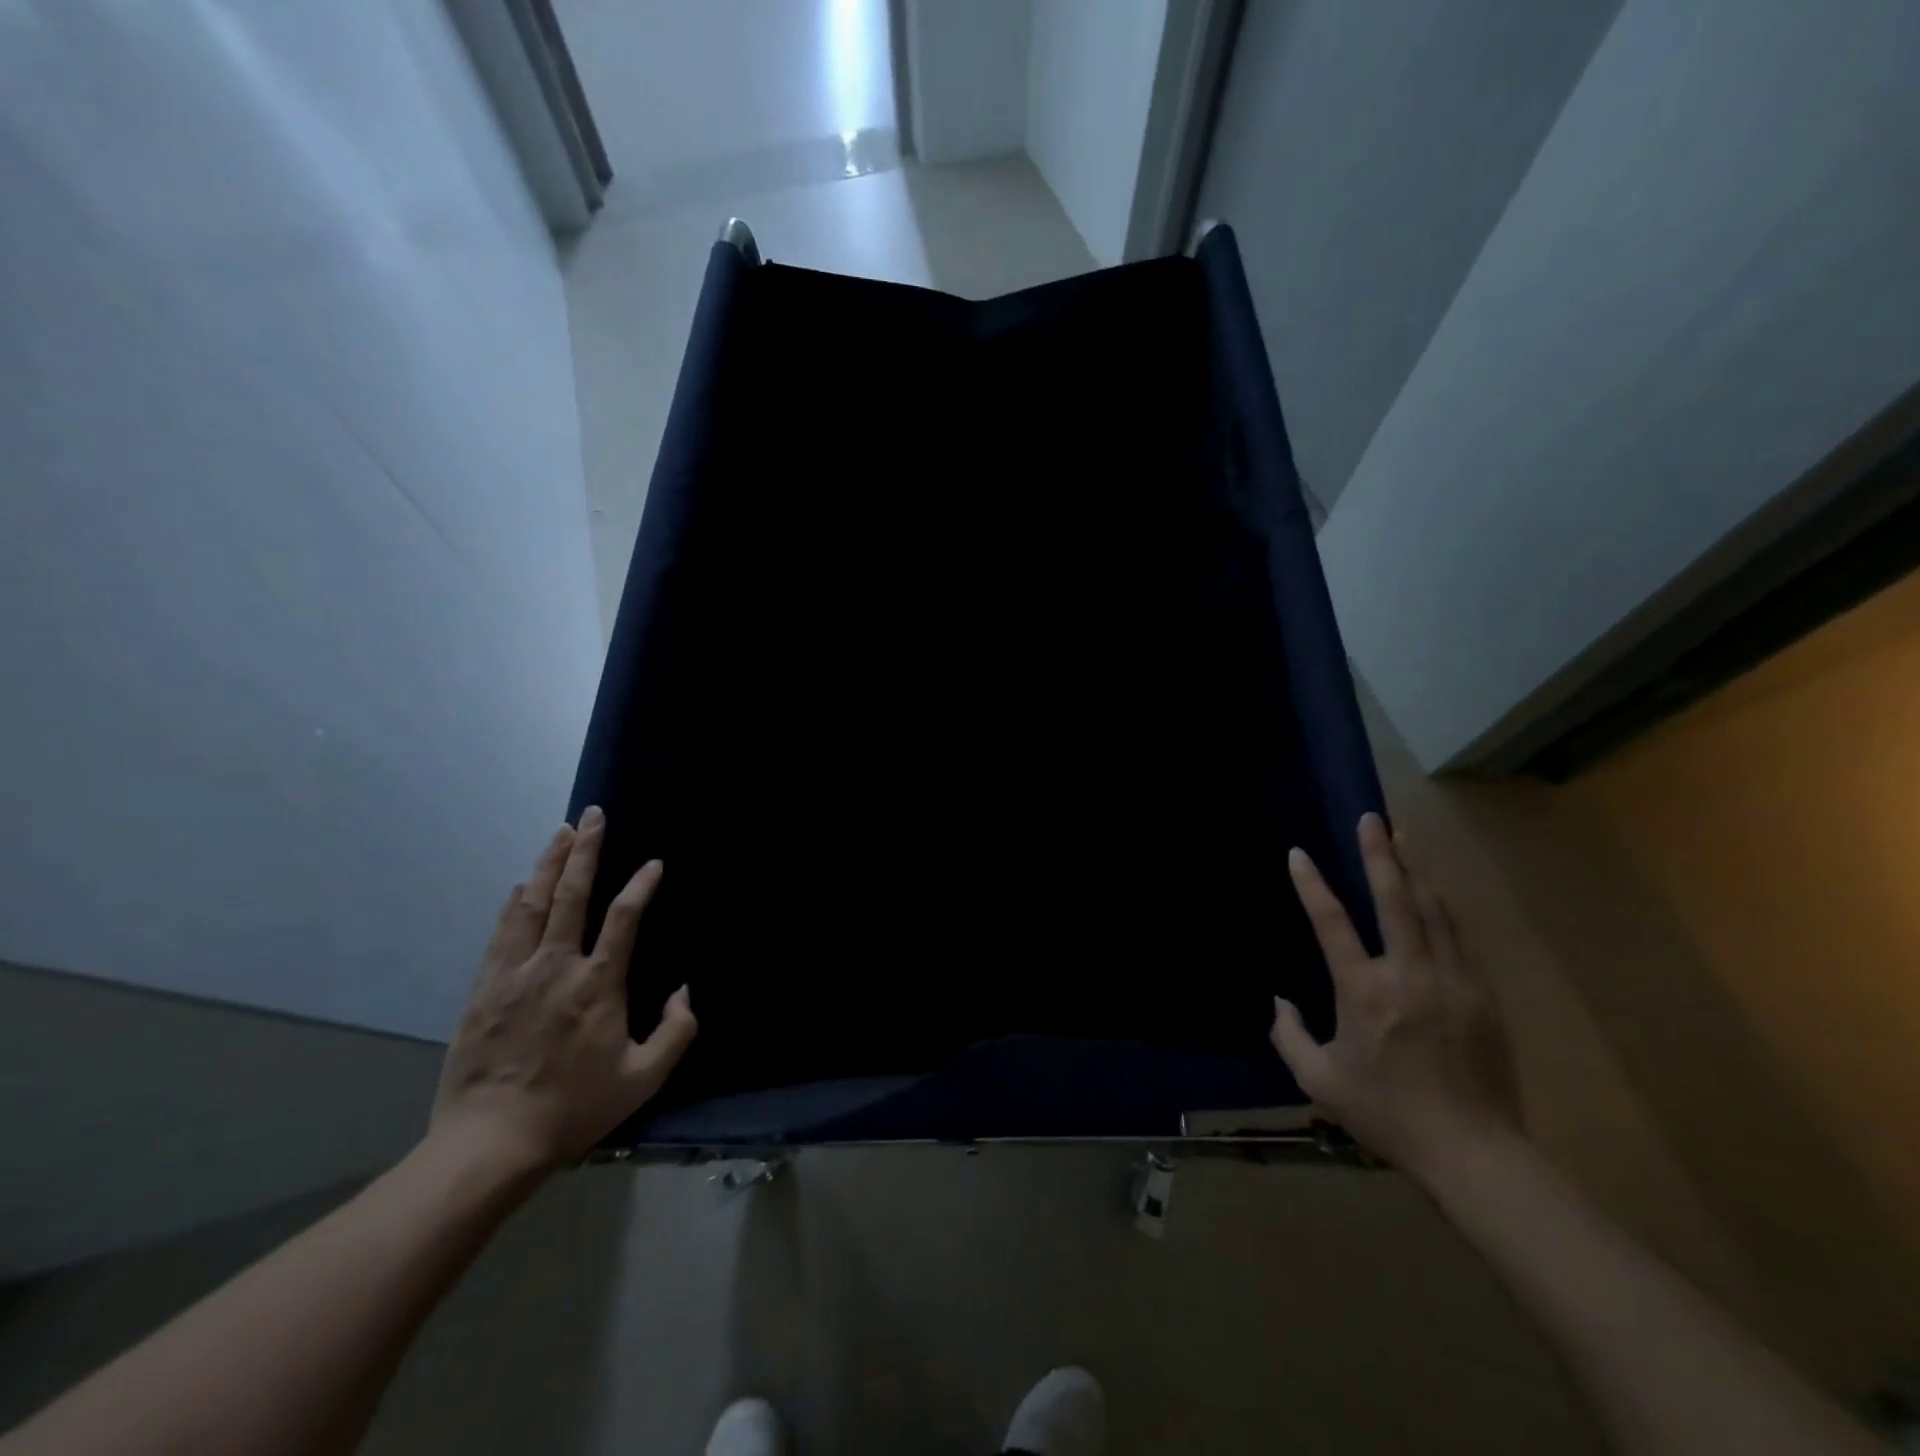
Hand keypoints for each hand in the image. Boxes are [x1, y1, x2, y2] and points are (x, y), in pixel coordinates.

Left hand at [430, 806, 696, 1173]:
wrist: (491, 1143)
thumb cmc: (575, 1108)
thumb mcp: (644, 1078)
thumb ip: (677, 1031)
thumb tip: (685, 990)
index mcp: (599, 984)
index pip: (624, 917)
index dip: (642, 884)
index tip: (654, 864)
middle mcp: (557, 966)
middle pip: (572, 894)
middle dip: (585, 850)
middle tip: (593, 815)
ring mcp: (515, 974)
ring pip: (532, 904)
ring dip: (548, 865)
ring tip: (560, 833)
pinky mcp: (484, 990)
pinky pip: (501, 933)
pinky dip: (514, 904)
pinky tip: (521, 886)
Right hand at [1270, 812, 1520, 1180]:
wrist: (1474, 1153)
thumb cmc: (1386, 1115)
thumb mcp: (1319, 1082)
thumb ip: (1288, 1036)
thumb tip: (1279, 1002)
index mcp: (1364, 993)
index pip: (1331, 924)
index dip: (1311, 885)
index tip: (1298, 854)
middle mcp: (1408, 975)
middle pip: (1395, 900)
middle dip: (1380, 855)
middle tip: (1371, 818)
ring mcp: (1452, 982)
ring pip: (1433, 911)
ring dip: (1415, 870)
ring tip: (1404, 838)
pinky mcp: (1481, 995)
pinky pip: (1457, 938)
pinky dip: (1440, 907)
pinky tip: (1433, 893)